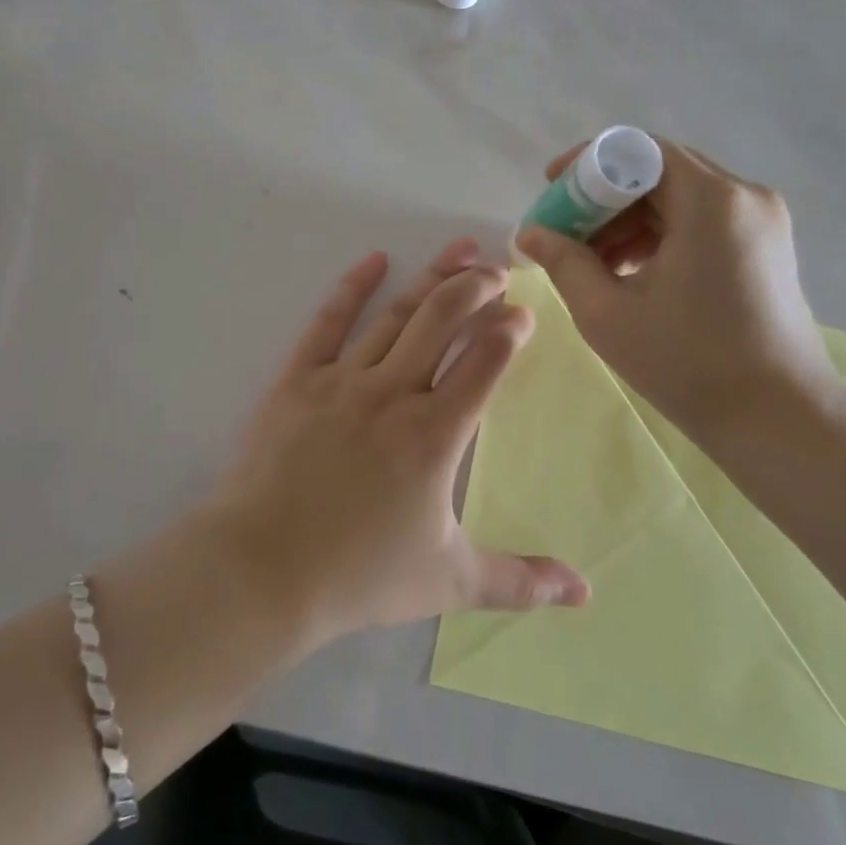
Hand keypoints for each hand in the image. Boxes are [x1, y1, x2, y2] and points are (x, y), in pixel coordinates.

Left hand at [207, 238, 588, 648]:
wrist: (261, 571)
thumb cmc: (358, 576)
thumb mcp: (449, 582)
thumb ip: (520, 581)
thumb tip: (584, 593)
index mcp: (435, 433)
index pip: (485, 361)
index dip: (510, 330)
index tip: (524, 313)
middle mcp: (394, 392)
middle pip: (444, 320)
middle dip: (478, 287)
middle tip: (499, 267)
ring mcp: (342, 380)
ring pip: (397, 315)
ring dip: (433, 278)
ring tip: (460, 250)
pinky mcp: (297, 380)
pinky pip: (328, 322)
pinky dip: (352, 287)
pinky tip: (375, 259)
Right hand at [514, 140, 837, 447]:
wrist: (780, 420)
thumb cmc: (688, 364)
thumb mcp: (608, 313)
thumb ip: (563, 262)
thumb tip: (530, 232)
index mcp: (710, 200)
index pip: (638, 149)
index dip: (587, 164)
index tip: (551, 191)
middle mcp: (744, 195)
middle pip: (659, 170)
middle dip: (604, 197)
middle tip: (565, 233)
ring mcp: (763, 220)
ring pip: (680, 196)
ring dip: (630, 219)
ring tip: (594, 263)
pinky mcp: (767, 246)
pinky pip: (703, 220)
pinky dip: (662, 235)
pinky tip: (633, 273)